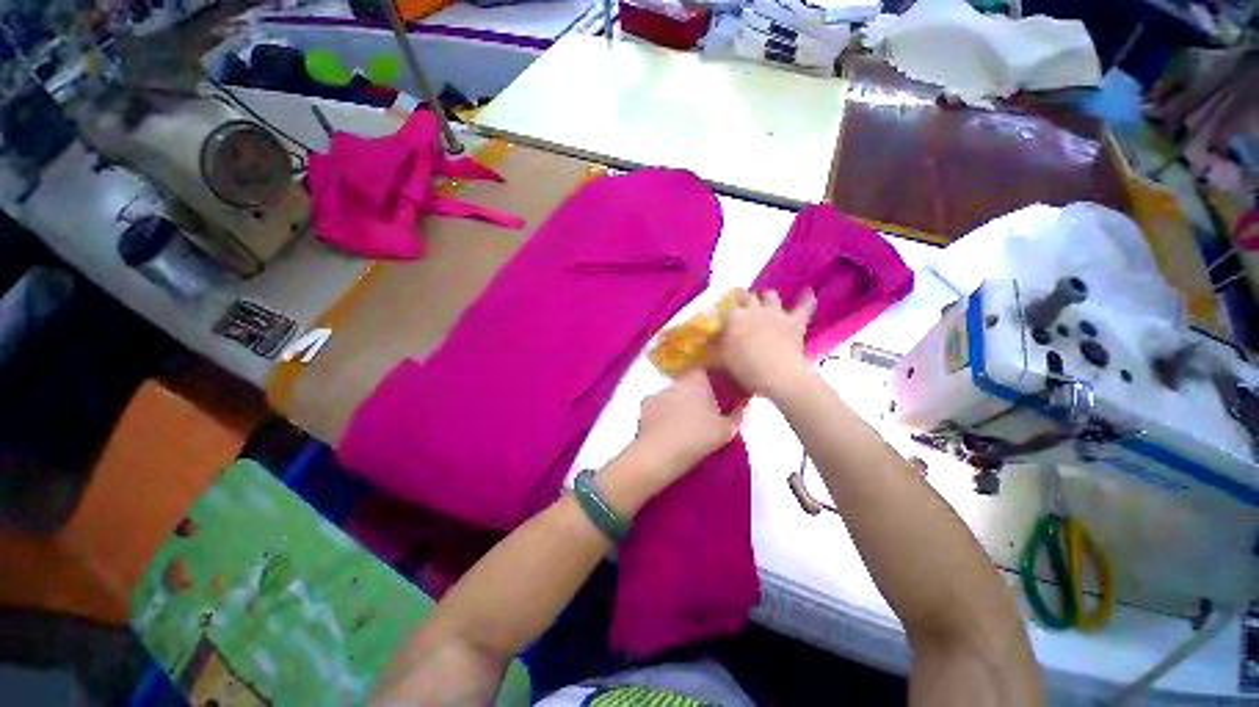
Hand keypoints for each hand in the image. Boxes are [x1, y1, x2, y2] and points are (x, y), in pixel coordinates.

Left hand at [635, 370, 742, 472]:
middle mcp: (677, 381)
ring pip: (672, 392)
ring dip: (677, 401)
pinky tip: (665, 425)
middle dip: (694, 391)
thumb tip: (743, 406)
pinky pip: (657, 404)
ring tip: (682, 420)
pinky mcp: (645, 404)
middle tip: (701, 409)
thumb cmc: (698, 437)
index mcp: (697, 381)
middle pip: (688, 381)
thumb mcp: (726, 430)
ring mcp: (658, 391)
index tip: (715, 391)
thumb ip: (738, 414)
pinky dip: (661, 411)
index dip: (710, 378)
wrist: (662, 452)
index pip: (704, 369)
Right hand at [717, 289, 816, 399]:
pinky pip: (804, 306)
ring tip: (765, 299)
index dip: (721, 309)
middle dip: (741, 296)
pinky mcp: (795, 321)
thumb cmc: (745, 367)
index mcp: (734, 317)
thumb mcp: (722, 359)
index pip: (724, 308)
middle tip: (738, 301)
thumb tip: (708, 341)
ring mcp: (776, 313)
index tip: (718, 314)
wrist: (777, 374)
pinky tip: (808, 291)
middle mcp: (753, 309)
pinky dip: (806, 299)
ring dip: (767, 296)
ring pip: (770, 296)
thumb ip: (714, 347)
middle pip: (746, 296)